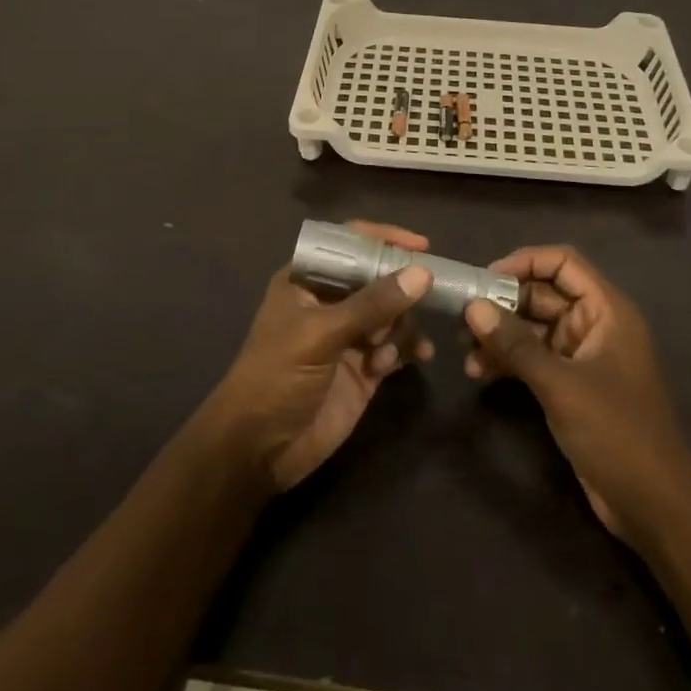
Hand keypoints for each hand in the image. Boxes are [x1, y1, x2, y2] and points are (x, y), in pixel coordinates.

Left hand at [204, 221, 433, 491]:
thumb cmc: (276, 376)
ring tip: (401, 344)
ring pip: (391, 313)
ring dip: (405, 324)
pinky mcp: (364, 369)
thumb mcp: (320, 334)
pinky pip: (396, 347)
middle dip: (402, 287)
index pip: (349, 244)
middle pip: (377, 278)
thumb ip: (372, 304)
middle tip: (432, 294)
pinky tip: (418, 357)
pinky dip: (408, 349)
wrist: (258, 451)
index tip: (421, 245)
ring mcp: (348, 337)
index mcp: (307, 279)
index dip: (383, 239)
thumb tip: (423, 274)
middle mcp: (330, 302)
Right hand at [464, 244, 690, 539]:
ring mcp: (583, 356)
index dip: (525, 262)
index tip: (485, 278)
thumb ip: (516, 344)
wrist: (654, 507)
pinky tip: (480, 373)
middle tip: (462, 318)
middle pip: (544, 294)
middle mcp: (594, 325)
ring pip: (534, 328)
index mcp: (607, 311)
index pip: (564, 263)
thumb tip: (473, 307)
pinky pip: (534, 358)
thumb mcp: (562, 385)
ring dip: (501, 335)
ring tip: (464, 350)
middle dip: (503, 304)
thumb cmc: (617, 433)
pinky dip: (509, 361)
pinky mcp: (571, 385)